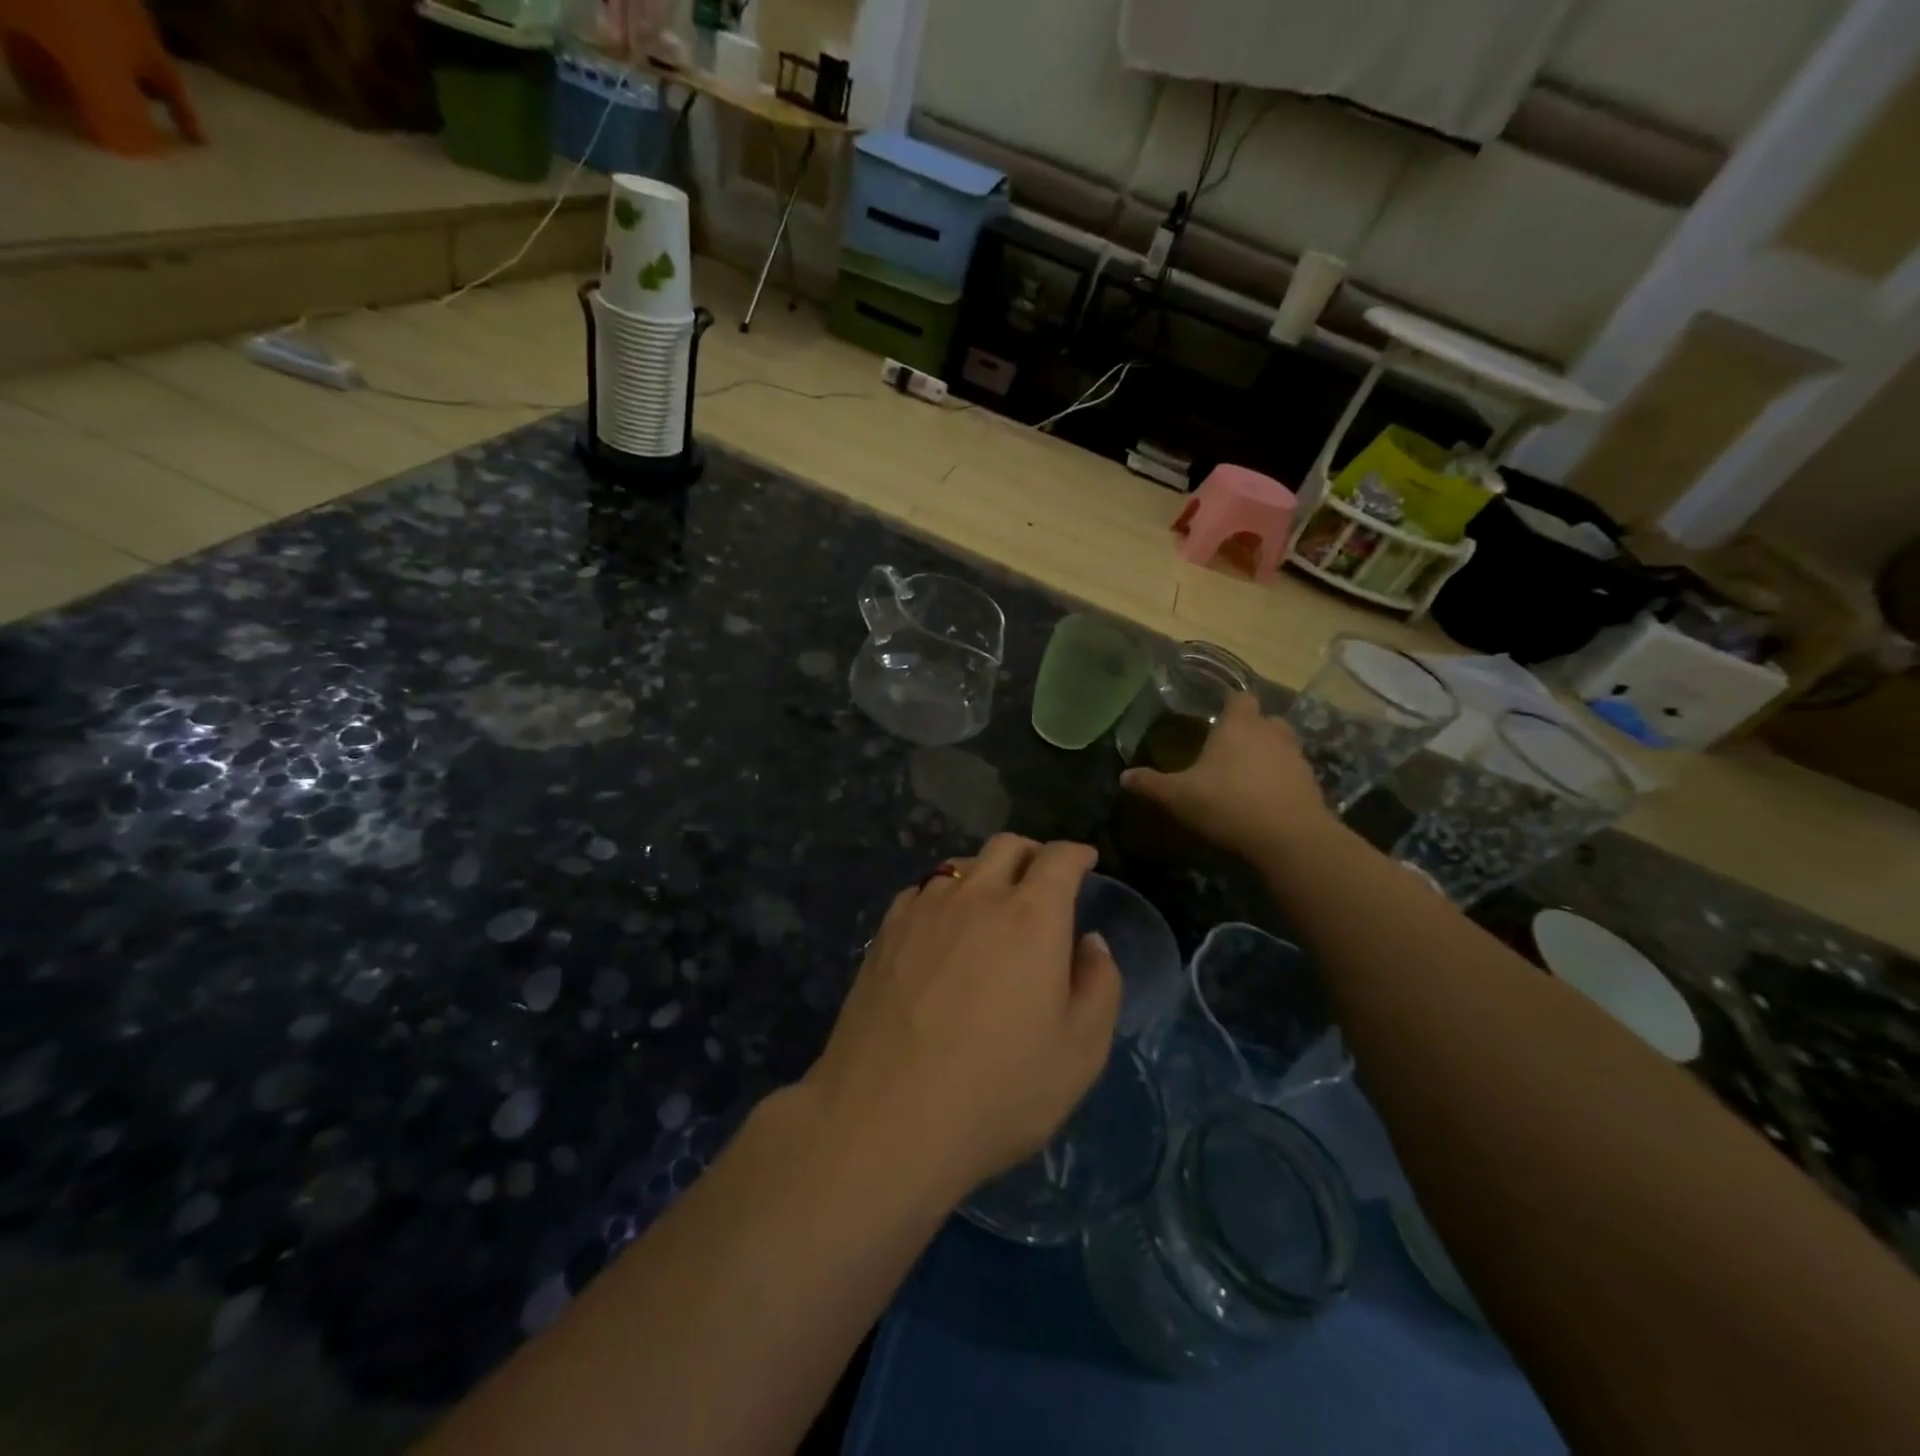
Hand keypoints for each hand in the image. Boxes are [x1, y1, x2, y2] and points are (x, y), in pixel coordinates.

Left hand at [803, 835, 1121, 1200]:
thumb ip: (1099, 985)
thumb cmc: (998, 1090)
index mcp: (1031, 916)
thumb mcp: (1080, 1052)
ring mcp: (924, 910)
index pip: (1059, 859)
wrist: (886, 1117)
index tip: (1086, 861)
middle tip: (1043, 879)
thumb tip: (1090, 943)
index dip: (1077, 854)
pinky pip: (922, 892)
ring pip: (961, 865)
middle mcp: (976, 896)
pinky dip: (944, 896)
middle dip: (1033, 853)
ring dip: (986, 873)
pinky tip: (942, 928)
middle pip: (1006, 846)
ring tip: (992, 904)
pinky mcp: (885, 932)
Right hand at [1120, 692, 1333, 862]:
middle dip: (1249, 729)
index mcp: (1239, 725)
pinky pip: (1292, 773)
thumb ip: (1151, 784)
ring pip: (1281, 745)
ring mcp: (1296, 757)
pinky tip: (1264, 799)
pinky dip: (1280, 780)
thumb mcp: (1178, 797)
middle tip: (1228, 748)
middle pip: (1263, 719)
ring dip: (1267, 754)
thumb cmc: (1228, 804)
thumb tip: (1124, 776)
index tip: (1215, 716)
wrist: (1290, 838)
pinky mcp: (1311, 783)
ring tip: (1246, 775)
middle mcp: (1271, 732)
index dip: (1228, 704)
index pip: (1238, 698)